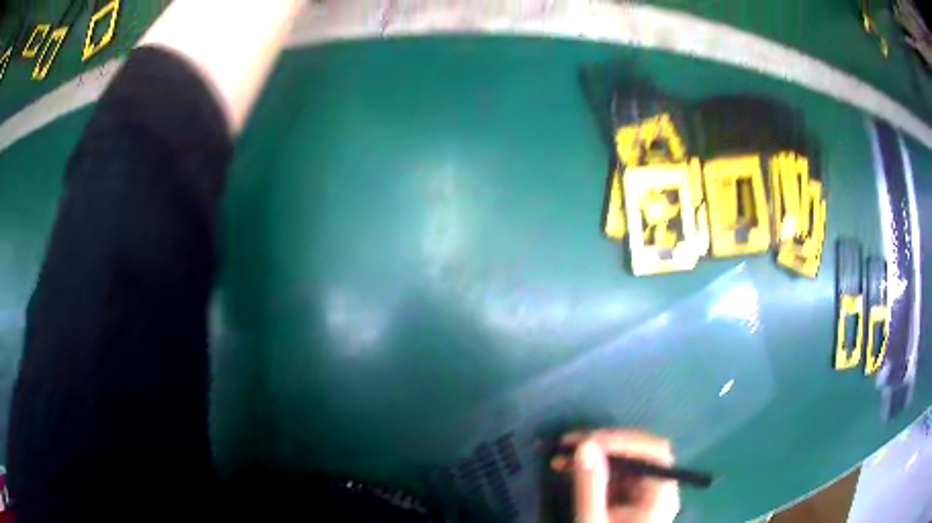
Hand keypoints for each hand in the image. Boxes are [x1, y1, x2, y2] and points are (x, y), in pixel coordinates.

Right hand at [554, 430, 679, 522]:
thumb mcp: (592, 522)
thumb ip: (590, 487)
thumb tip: (585, 446)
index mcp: (660, 495)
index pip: (654, 453)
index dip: (624, 440)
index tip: (588, 441)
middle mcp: (658, 491)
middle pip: (641, 454)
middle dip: (605, 445)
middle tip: (568, 444)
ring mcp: (643, 496)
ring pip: (625, 464)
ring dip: (595, 455)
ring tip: (561, 457)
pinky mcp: (628, 502)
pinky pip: (615, 477)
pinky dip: (593, 470)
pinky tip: (570, 470)